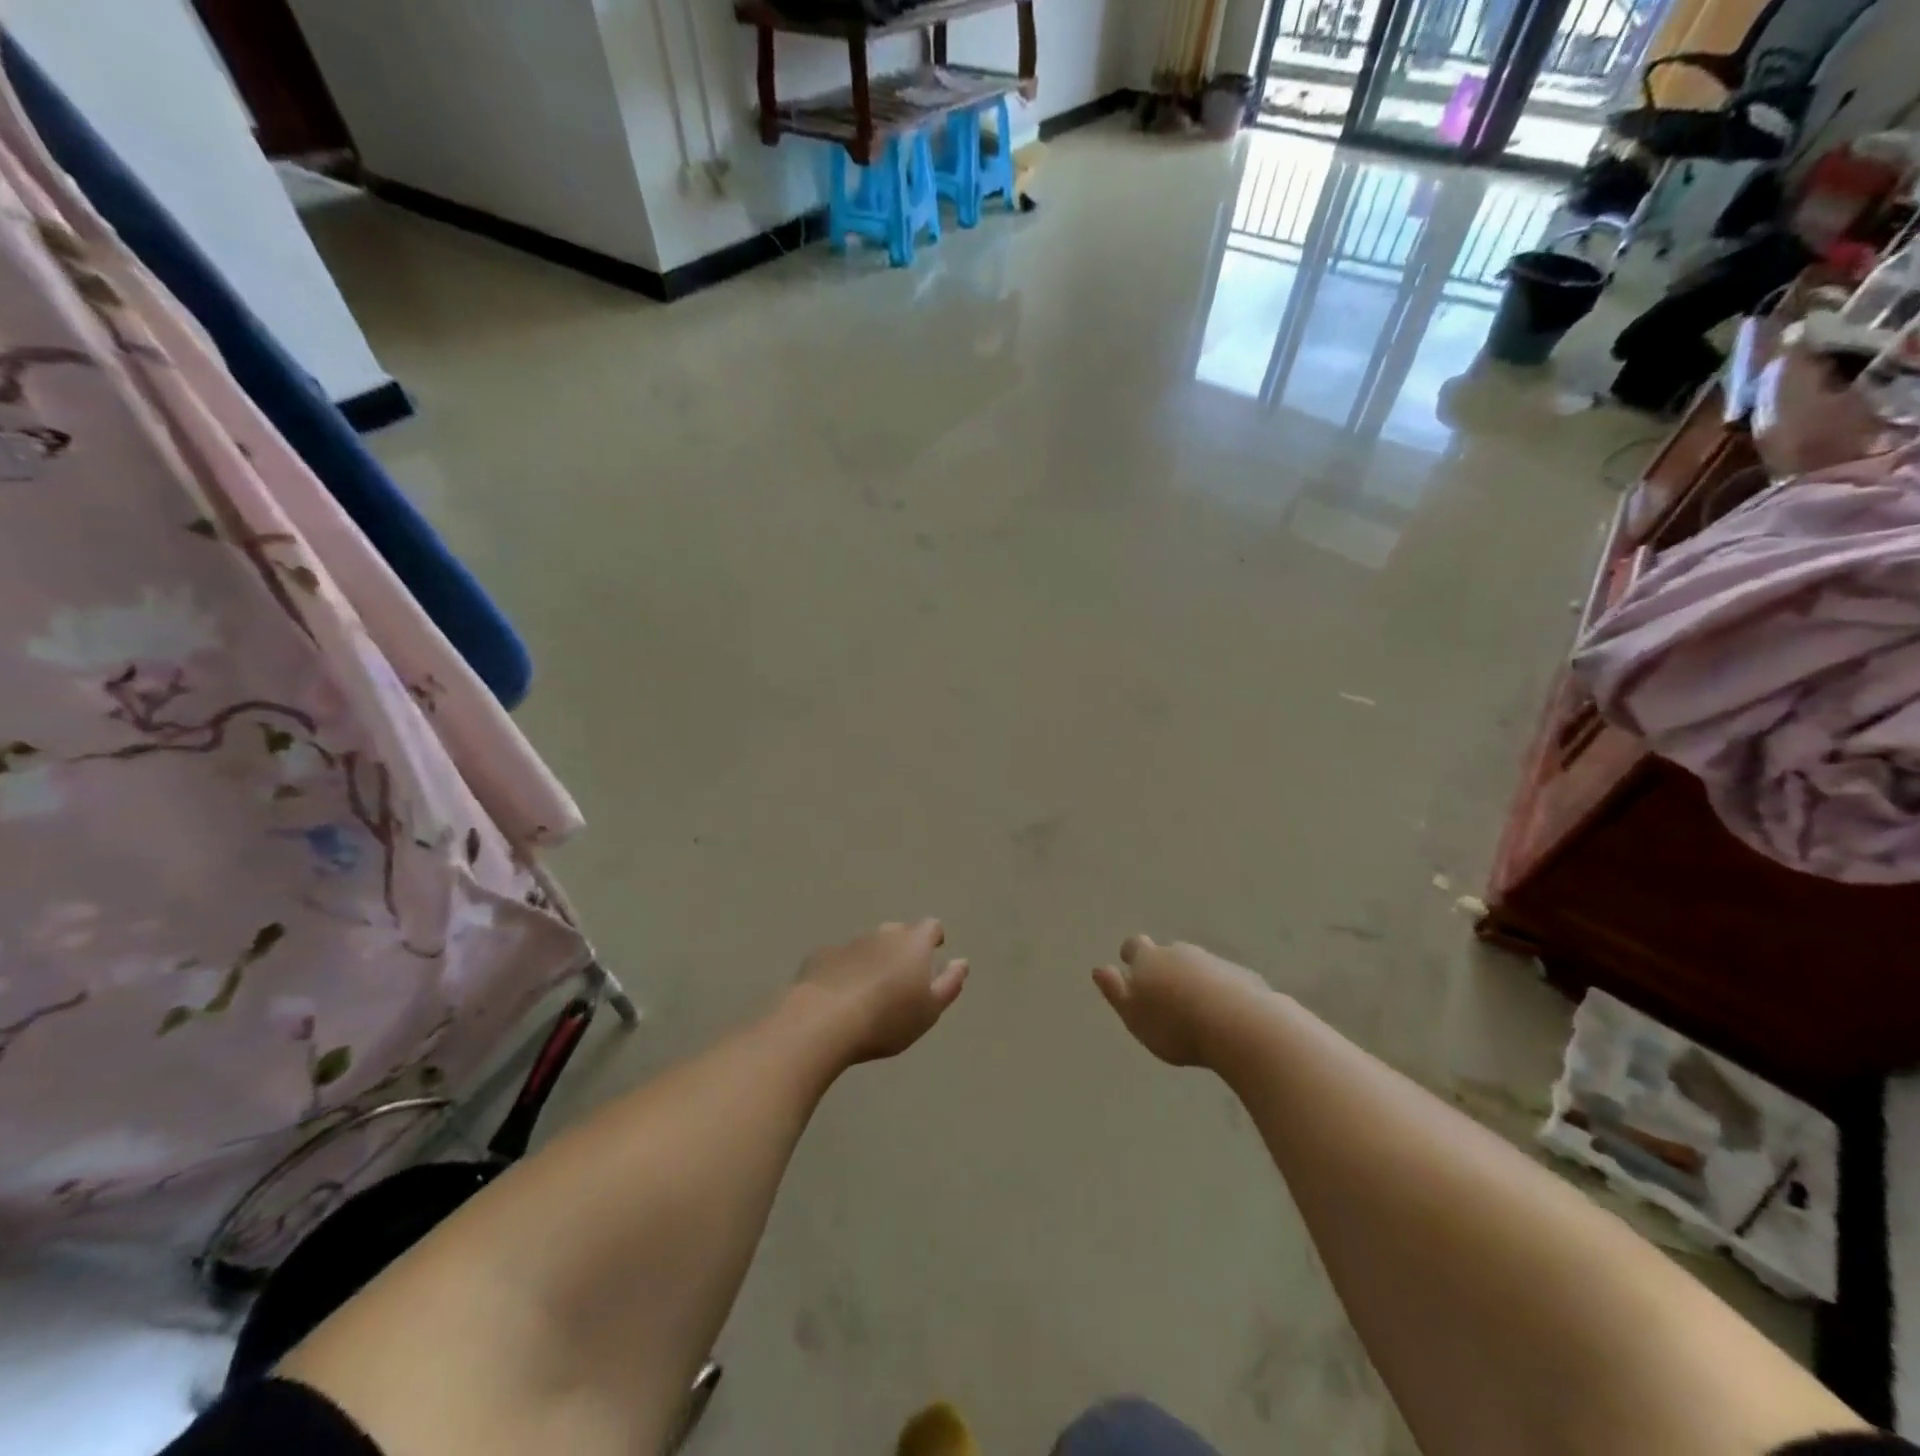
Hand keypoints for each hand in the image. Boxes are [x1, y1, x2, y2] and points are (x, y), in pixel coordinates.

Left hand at [790, 920, 967, 1065]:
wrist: (823, 1021)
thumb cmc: (887, 1018)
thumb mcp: (929, 1010)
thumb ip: (949, 984)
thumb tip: (961, 962)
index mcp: (913, 943)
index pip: (930, 927)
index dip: (933, 938)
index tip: (934, 953)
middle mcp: (882, 934)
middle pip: (898, 932)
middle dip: (902, 948)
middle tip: (902, 977)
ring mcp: (849, 943)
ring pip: (867, 945)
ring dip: (872, 959)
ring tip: (870, 990)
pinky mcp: (821, 957)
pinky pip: (839, 959)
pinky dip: (844, 970)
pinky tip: (838, 995)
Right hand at [1092, 935, 1270, 1067]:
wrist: (1239, 1026)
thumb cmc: (1175, 1025)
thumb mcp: (1134, 1015)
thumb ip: (1115, 991)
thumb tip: (1098, 969)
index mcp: (1149, 960)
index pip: (1134, 946)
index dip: (1131, 955)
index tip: (1131, 968)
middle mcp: (1180, 953)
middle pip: (1168, 953)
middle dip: (1165, 968)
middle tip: (1165, 994)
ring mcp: (1214, 962)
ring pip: (1197, 966)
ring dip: (1193, 980)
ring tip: (1194, 1008)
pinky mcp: (1243, 977)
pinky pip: (1225, 981)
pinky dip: (1220, 992)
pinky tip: (1224, 1016)